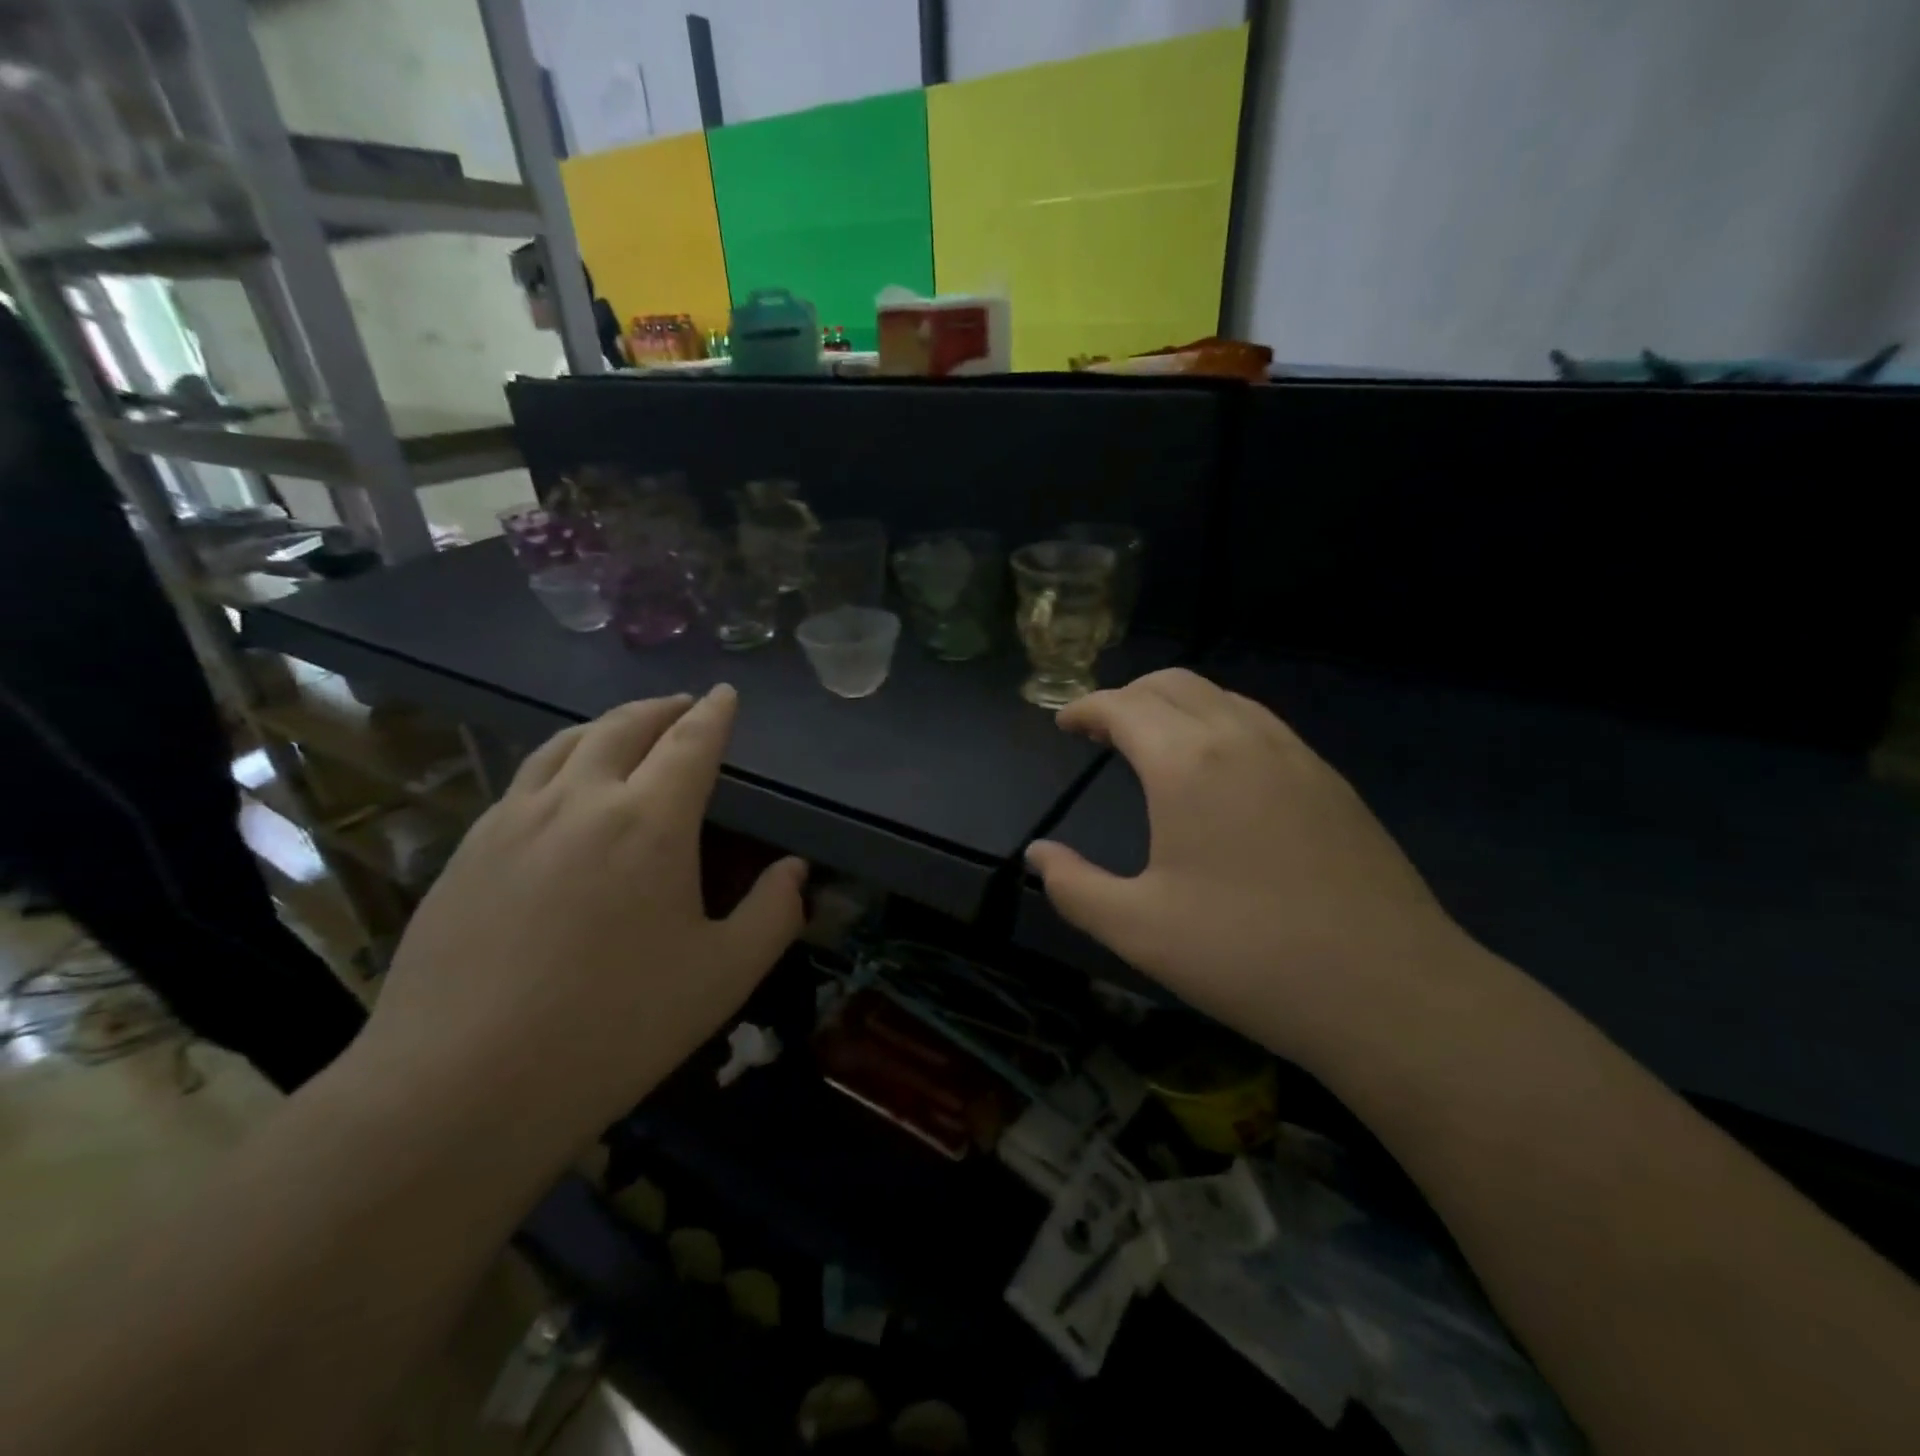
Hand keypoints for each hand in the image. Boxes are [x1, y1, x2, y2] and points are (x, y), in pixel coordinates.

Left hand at [351, 687, 805, 1141]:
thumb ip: (772, 914)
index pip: (690, 743)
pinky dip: (559, 760)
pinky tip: (560, 788)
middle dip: (661, 708)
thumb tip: (794, 871)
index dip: (713, 714)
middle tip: (683, 705)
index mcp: (649, 822)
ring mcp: (513, 821)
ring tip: (626, 729)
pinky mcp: (467, 851)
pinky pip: (523, 780)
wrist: (460, 1087)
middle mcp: (579, 801)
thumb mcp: (723, 976)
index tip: (725, 693)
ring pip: (565, 744)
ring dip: (606, 725)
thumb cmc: (614, 1027)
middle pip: (624, 727)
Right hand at [1025, 669, 1479, 1062]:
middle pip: (1173, 683)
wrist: (1389, 990)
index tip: (1064, 723)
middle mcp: (1240, 737)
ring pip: (1222, 697)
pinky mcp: (1330, 780)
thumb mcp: (1138, 930)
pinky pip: (1260, 723)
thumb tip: (1038, 855)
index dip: (1086, 707)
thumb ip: (1074, 887)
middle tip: (1102, 731)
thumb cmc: (1247, 956)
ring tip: (1154, 743)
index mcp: (1186, 762)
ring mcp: (1295, 754)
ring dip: (1176, 705)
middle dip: (1128, 696)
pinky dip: (1220, 723)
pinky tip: (1219, 771)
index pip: (1123, 705)